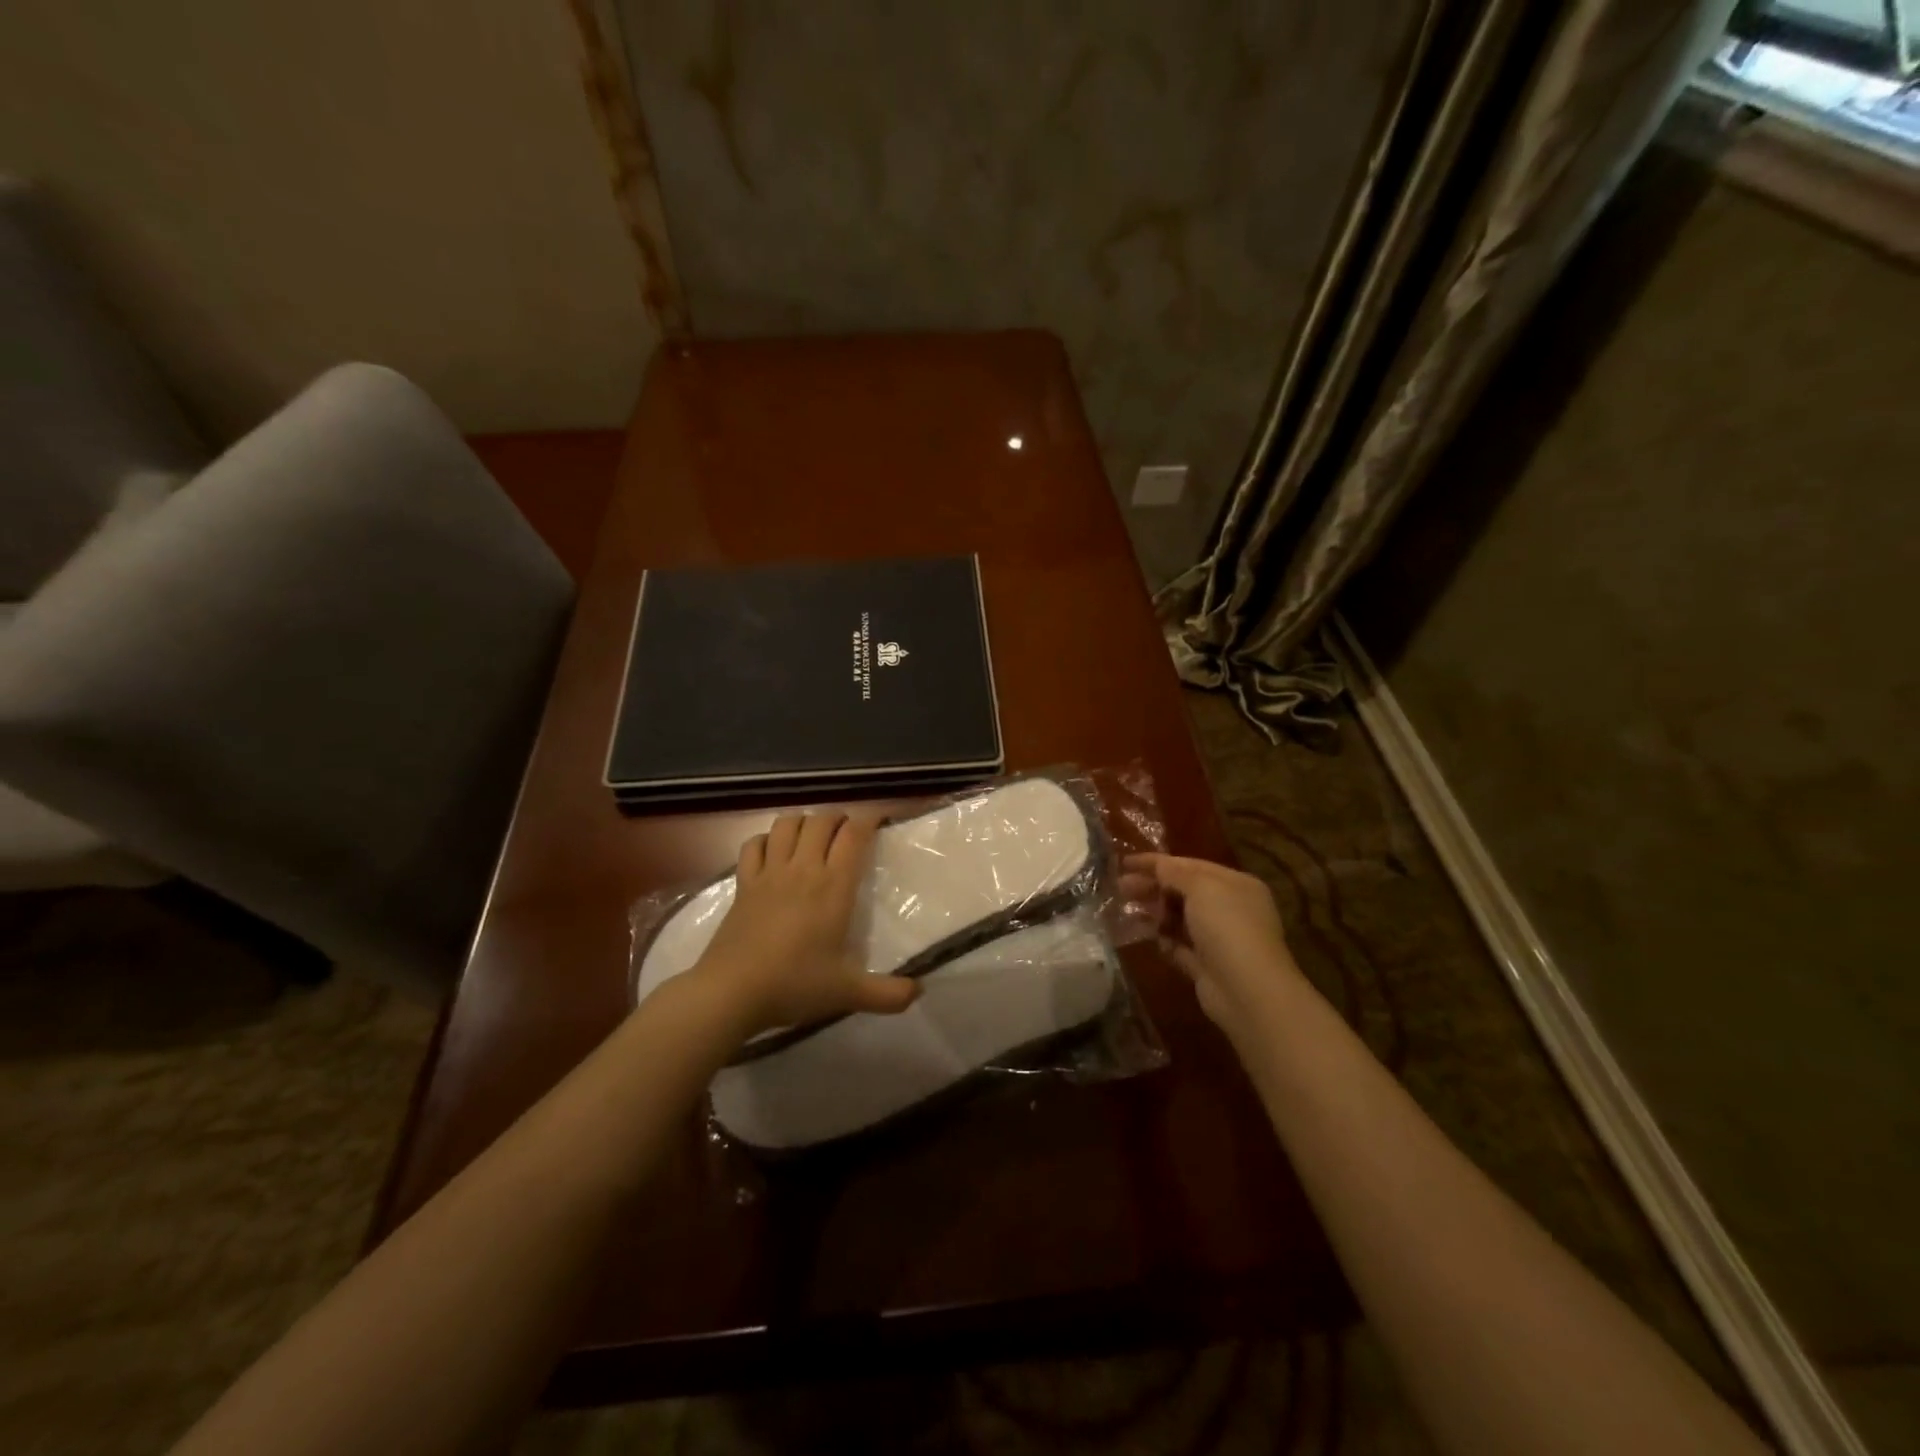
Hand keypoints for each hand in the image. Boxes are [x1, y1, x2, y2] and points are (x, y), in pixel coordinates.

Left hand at [690, 811, 917, 1038]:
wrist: (731, 991)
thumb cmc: (794, 984)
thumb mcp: (848, 993)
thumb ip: (887, 994)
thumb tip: (919, 992)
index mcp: (833, 887)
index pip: (854, 835)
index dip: (869, 820)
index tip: (879, 820)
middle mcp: (803, 869)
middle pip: (821, 821)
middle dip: (838, 818)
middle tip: (847, 832)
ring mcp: (769, 873)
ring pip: (786, 824)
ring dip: (803, 822)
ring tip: (812, 836)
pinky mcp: (743, 883)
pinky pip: (753, 845)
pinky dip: (766, 839)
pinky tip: (772, 851)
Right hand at [1122, 853, 1303, 1033]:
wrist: (1247, 990)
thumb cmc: (1227, 927)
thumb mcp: (1201, 888)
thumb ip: (1175, 873)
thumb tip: (1159, 865)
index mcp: (1236, 884)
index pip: (1191, 865)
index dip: (1157, 862)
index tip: (1125, 863)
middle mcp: (1231, 908)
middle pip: (1184, 891)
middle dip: (1153, 887)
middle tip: (1121, 888)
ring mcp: (1219, 939)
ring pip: (1180, 919)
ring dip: (1156, 914)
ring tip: (1129, 912)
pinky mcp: (1207, 966)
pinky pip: (1180, 947)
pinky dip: (1165, 941)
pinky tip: (1150, 938)